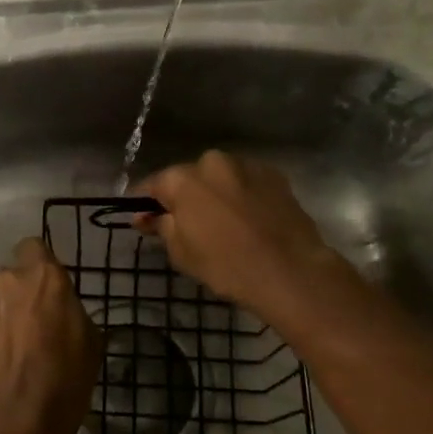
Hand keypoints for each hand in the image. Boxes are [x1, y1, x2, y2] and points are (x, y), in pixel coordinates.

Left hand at [0, 238, 100, 433]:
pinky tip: (2, 367)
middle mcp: (6, 282)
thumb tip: (62, 310)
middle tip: (38, 324)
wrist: (12, 426)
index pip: (33, 247)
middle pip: (13, 276)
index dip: (41, 265)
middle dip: (22, 293)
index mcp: (43, 277)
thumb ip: (71, 312)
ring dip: (5, 316)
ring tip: (18, 351)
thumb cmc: (64, 382)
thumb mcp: (90, 343)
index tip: (51, 289)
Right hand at [133, 151, 372, 334]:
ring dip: (214, 193)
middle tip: (186, 224)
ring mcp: (246, 165)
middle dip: (183, 196)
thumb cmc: (226, 264)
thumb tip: (145, 216)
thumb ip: (160, 226)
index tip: (142, 218)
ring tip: (221, 222)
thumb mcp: (181, 251)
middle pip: (188, 177)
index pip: (152, 185)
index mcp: (183, 178)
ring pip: (219, 177)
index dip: (144, 202)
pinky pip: (246, 182)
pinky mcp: (274, 175)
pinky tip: (247, 219)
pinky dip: (241, 195)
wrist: (290, 271)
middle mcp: (212, 162)